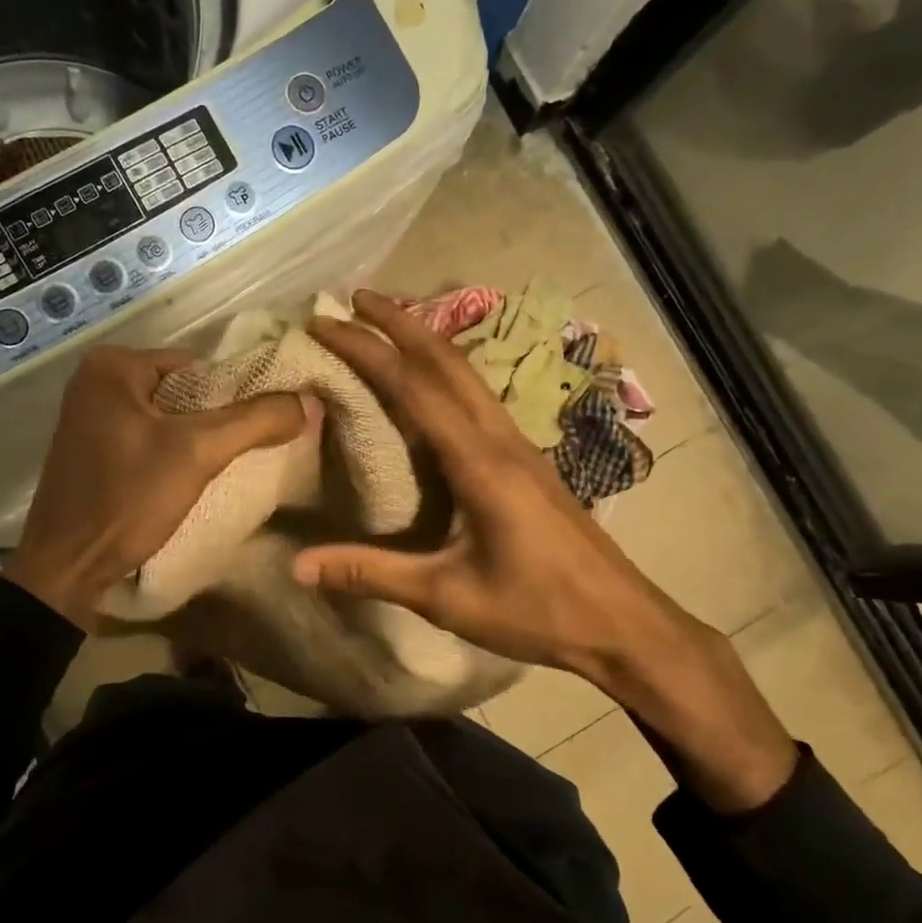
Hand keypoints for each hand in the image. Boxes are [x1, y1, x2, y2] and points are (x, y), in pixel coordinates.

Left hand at [3, 346, 312, 630]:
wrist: (64, 568)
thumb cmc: (126, 498)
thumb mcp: (197, 453)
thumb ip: (255, 421)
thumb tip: (311, 401)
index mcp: (114, 365)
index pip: (200, 365)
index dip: (235, 394)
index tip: (260, 427)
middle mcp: (95, 379)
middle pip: (183, 389)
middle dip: (215, 418)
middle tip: (244, 450)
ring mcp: (88, 414)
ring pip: (166, 415)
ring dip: (195, 437)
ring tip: (220, 466)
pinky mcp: (90, 447)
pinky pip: (146, 436)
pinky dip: (170, 451)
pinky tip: (186, 478)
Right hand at [294, 290, 795, 810]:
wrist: (625, 625)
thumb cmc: (538, 611)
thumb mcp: (447, 597)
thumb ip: (371, 574)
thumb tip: (297, 565)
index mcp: (478, 461)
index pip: (413, 386)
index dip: (366, 348)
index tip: (325, 322)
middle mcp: (500, 438)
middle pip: (446, 360)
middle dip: (400, 321)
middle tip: (355, 297)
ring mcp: (519, 445)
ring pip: (467, 373)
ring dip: (425, 341)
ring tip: (386, 324)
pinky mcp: (527, 460)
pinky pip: (478, 396)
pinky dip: (444, 371)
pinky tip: (430, 384)